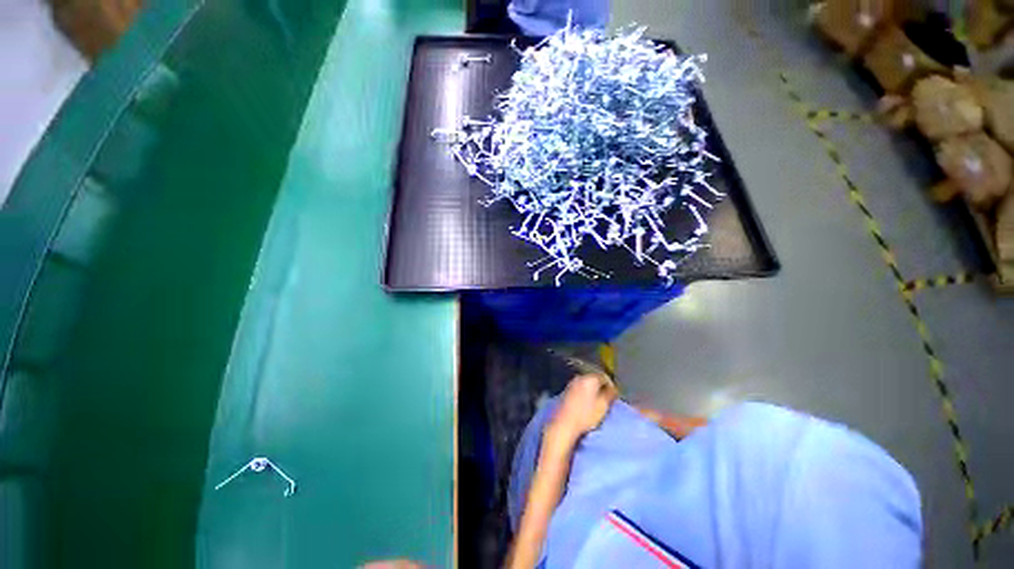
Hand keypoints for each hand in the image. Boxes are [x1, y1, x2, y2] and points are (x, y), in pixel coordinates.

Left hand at [545, 375, 617, 448]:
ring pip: (586, 384)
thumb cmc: (585, 415)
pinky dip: (585, 394)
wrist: (564, 424)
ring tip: (597, 403)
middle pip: (594, 379)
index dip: (611, 385)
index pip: (604, 377)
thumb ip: (610, 395)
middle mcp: (579, 378)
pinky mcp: (566, 391)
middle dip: (601, 388)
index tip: (614, 395)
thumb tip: (614, 389)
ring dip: (593, 391)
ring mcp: (571, 384)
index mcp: (589, 379)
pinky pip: (579, 389)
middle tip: (606, 400)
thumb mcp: (602, 406)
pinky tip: (586, 405)